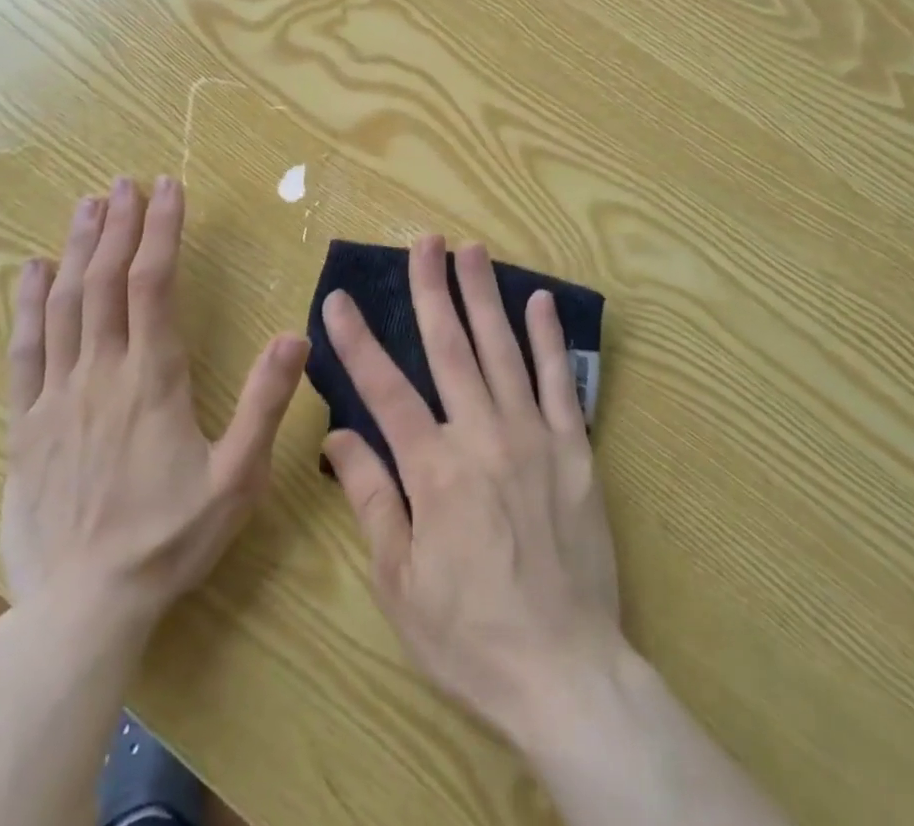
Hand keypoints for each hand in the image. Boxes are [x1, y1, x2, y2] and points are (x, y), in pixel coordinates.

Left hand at [1, 176, 308, 651]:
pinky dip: (27, 304)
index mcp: (153, 379)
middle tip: (126, 182)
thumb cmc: (170, 538)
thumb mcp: (238, 477)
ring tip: (87, 205)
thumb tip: (296, 334)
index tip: (168, 188)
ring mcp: (56, 397)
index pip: (154, 284)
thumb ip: (266, 403)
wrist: (83, 609)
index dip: (161, 230)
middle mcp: (101, 373)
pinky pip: (23, 351)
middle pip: (105, 281)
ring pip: (63, 305)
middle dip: (117, 225)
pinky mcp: (25, 424)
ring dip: (76, 249)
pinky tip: (31, 271)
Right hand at [320, 235, 622, 746]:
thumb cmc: (470, 634)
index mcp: (434, 470)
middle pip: (450, 348)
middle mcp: (483, 436)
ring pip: (503, 350)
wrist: (566, 672)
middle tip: (424, 242)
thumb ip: (371, 498)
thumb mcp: (400, 582)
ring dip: (485, 296)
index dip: (358, 341)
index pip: (385, 390)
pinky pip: (558, 382)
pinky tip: (540, 302)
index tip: (338, 300)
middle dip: (433, 290)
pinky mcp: (575, 449)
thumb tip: (338, 436)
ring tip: (472, 250)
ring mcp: (534, 437)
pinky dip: (549, 339)